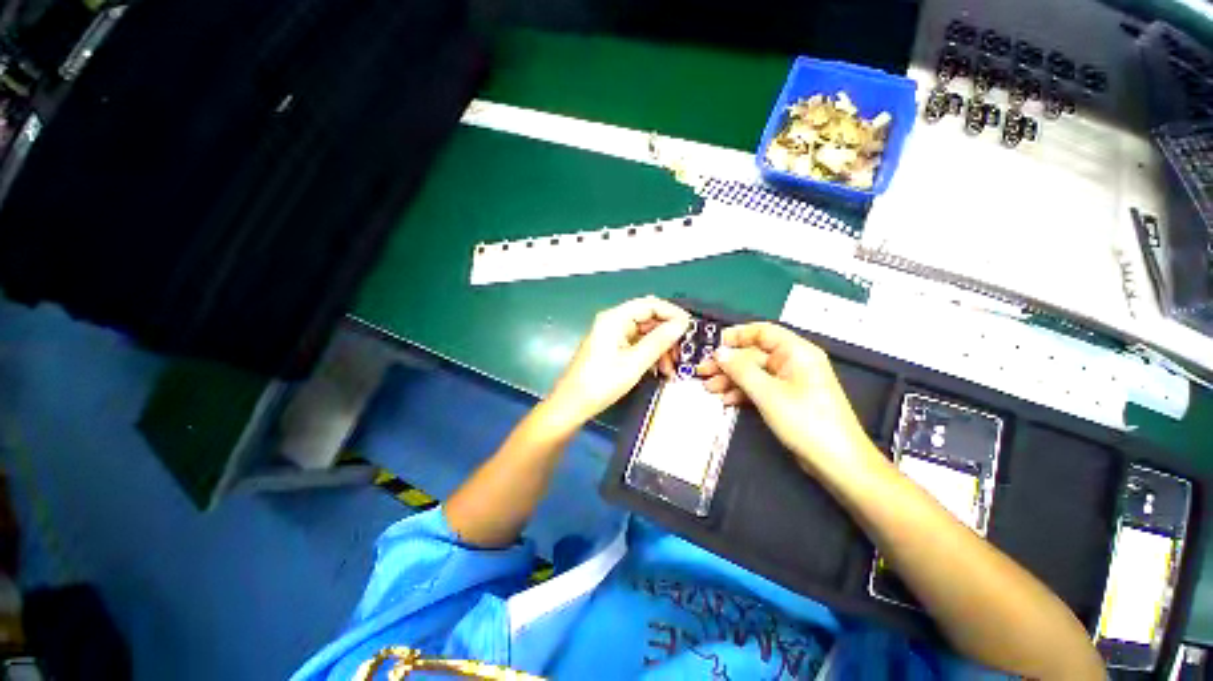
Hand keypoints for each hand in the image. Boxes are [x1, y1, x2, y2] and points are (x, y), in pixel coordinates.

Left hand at [546, 296, 690, 427]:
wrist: (572, 405)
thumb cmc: (601, 383)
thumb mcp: (634, 363)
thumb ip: (659, 341)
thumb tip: (681, 324)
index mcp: (614, 318)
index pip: (649, 304)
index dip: (671, 313)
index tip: (690, 327)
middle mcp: (613, 322)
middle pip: (648, 319)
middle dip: (667, 335)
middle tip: (682, 354)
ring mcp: (612, 335)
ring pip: (644, 334)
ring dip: (660, 348)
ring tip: (671, 369)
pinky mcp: (612, 348)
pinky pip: (637, 345)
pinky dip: (650, 355)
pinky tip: (659, 371)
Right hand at [697, 322, 883, 477]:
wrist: (837, 463)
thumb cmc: (806, 422)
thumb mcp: (768, 393)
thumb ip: (740, 370)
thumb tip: (719, 352)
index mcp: (796, 352)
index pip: (762, 332)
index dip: (736, 336)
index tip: (712, 345)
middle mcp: (793, 362)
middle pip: (753, 354)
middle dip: (727, 363)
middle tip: (702, 371)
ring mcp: (790, 381)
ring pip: (753, 372)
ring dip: (730, 379)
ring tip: (708, 388)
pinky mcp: (787, 398)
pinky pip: (759, 388)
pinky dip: (742, 392)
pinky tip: (726, 400)